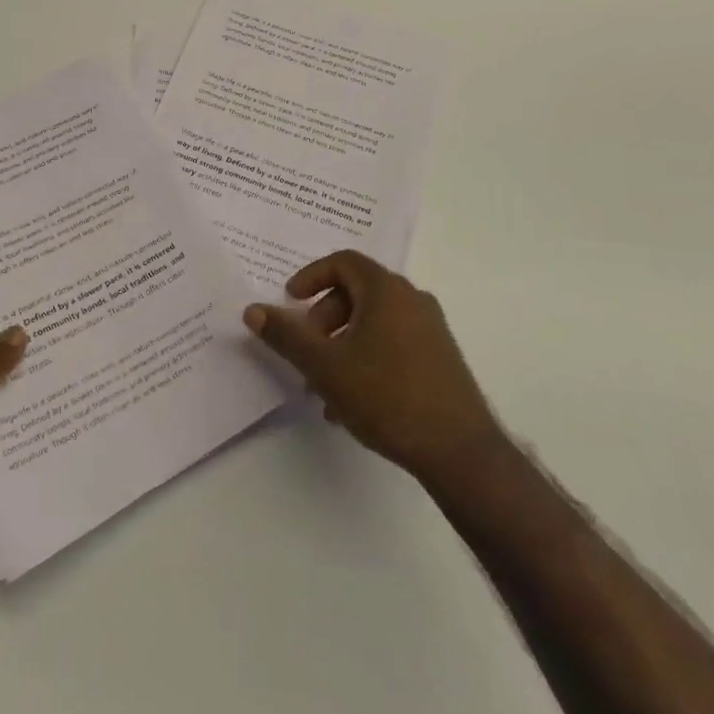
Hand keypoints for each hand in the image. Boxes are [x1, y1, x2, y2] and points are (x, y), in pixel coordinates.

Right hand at [245, 251, 501, 487]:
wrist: (460, 451)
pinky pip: (393, 343)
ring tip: (324, 388)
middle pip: (356, 293)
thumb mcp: (326, 366)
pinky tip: (353, 403)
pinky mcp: (440, 358)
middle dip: (323, 320)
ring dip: (342, 345)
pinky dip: (367, 358)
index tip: (290, 301)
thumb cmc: (387, 396)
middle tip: (305, 352)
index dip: (311, 276)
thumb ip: (287, 336)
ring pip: (373, 322)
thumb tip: (253, 310)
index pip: (343, 262)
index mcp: (386, 290)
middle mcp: (412, 299)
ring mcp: (431, 329)